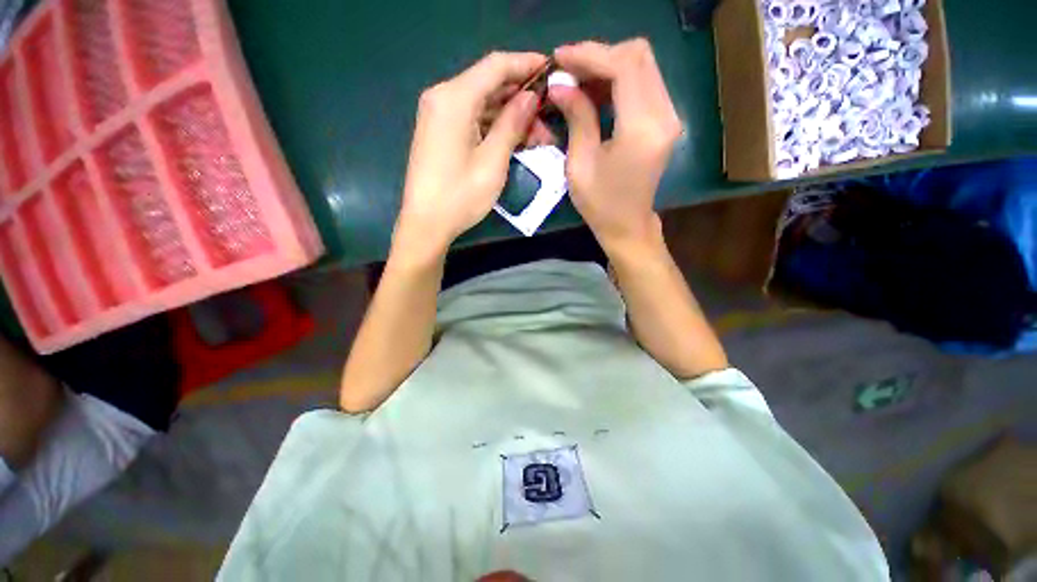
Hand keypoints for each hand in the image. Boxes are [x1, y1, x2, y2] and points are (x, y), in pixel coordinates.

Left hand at [393, 52, 547, 262]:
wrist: (426, 224)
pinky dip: (494, 127)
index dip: (526, 64)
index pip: (496, 66)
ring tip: (537, 137)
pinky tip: (514, 140)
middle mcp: (443, 98)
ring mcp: (439, 116)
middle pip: (489, 85)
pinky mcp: (440, 133)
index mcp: (454, 98)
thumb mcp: (493, 161)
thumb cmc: (460, 196)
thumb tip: (531, 96)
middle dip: (522, 99)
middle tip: (549, 118)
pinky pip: (472, 120)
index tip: (553, 71)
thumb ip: (512, 123)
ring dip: (510, 117)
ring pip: (482, 105)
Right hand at [548, 39, 682, 250]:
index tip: (560, 58)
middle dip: (599, 56)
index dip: (590, 55)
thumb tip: (560, 84)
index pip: (624, 66)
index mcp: (641, 129)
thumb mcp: (580, 164)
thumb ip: (576, 117)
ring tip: (577, 81)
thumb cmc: (600, 204)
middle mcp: (664, 115)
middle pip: (639, 56)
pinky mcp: (665, 121)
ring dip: (608, 66)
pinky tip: (595, 92)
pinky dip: (619, 80)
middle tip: (568, 70)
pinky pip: (644, 84)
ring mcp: (669, 116)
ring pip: (643, 66)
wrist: (627, 226)